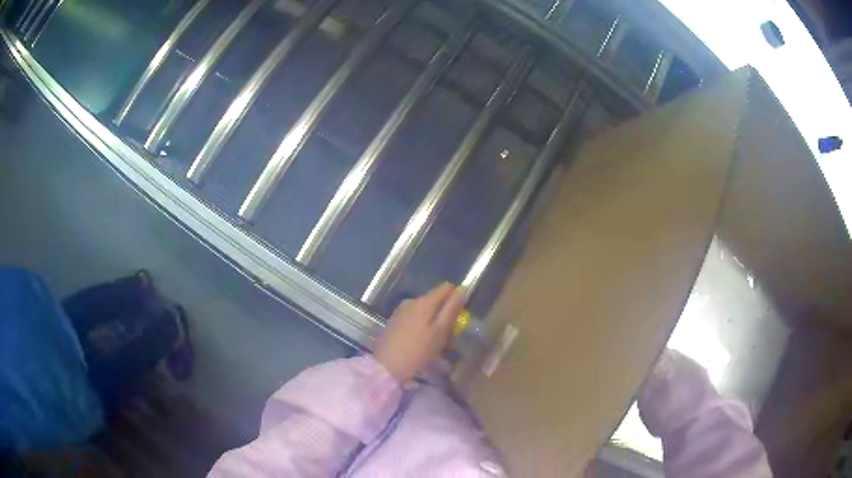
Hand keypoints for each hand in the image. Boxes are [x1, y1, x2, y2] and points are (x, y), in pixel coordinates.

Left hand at [373, 283, 465, 383]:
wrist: (386, 367)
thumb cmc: (418, 351)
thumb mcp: (440, 332)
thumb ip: (451, 309)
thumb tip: (462, 289)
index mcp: (424, 301)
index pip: (446, 288)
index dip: (456, 297)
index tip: (461, 314)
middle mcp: (411, 301)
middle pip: (434, 299)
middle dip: (444, 312)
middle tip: (451, 332)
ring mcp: (400, 311)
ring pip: (424, 310)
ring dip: (433, 320)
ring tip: (437, 340)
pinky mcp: (393, 322)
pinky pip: (413, 317)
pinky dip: (422, 325)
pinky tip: (422, 341)